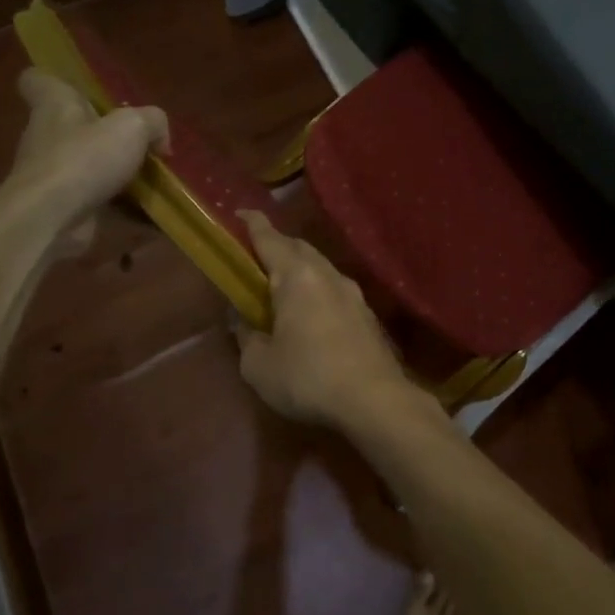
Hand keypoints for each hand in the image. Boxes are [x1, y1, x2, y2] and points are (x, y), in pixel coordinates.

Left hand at [0, 70, 168, 254]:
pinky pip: (98, 201)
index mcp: (54, 106)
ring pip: (88, 166)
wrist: (49, 220)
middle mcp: (47, 137)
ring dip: (117, 173)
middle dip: (105, 134)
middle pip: (73, 126)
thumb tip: (161, 139)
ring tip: (156, 179)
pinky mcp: (63, 207)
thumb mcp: (132, 127)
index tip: (82, 90)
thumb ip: (153, 122)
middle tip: (142, 141)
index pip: (38, 80)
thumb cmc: (84, 159)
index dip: (56, 80)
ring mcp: (53, 175)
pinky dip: (123, 208)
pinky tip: (152, 213)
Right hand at [235, 210, 418, 429]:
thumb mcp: (259, 365)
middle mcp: (327, 274)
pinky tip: (312, 312)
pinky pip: (334, 289)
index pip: (269, 238)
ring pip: (320, 267)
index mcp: (296, 276)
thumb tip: (242, 322)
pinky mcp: (367, 314)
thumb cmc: (308, 377)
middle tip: (255, 256)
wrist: (375, 400)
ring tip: (281, 285)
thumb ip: (246, 337)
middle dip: (276, 245)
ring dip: (299, 269)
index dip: (251, 225)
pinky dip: (317, 290)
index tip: (239, 214)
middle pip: (298, 247)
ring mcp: (353, 293)